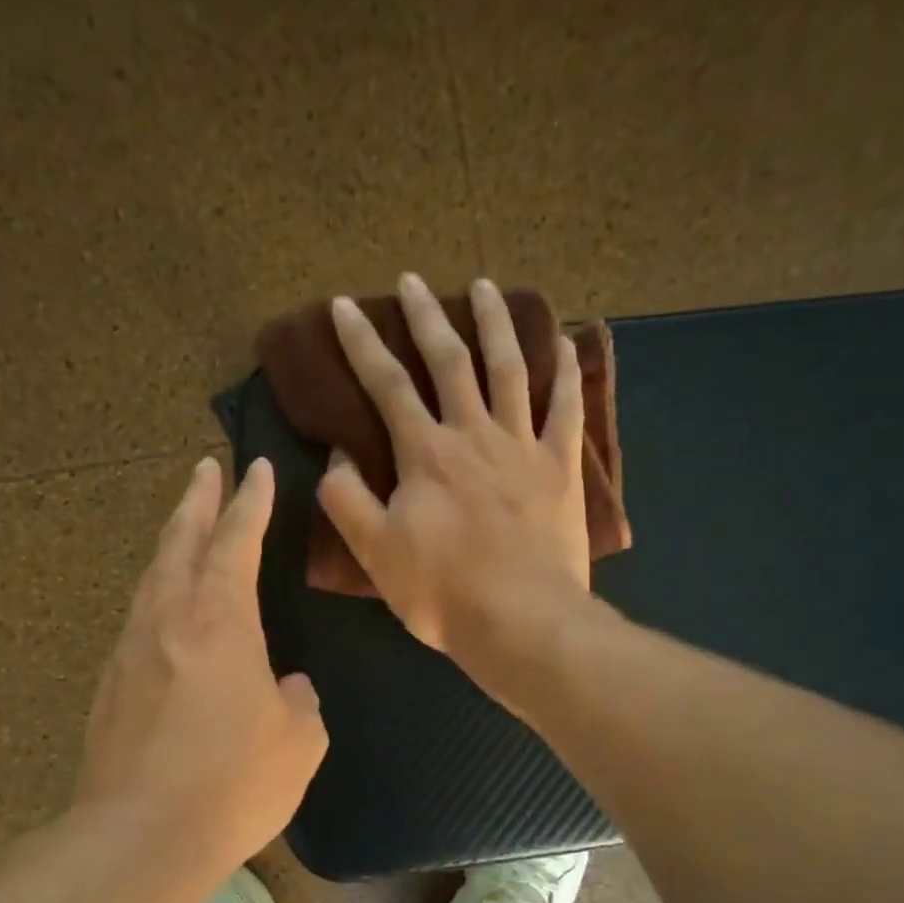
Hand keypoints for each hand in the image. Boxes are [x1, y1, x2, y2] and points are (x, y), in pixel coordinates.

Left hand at [76, 457, 326, 865]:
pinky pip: (139, 616)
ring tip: (183, 524)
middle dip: (196, 500)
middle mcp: (169, 618)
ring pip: (152, 575)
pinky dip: (157, 591)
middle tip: (203, 468)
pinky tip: (165, 605)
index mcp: (220, 618)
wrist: (139, 838)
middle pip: (180, 540)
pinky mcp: (111, 684)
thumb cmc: (232, 781)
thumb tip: (283, 687)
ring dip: (171, 541)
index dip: (250, 501)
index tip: (254, 467)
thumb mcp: (298, 740)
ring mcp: (132, 649)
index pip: (237, 540)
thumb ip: (297, 701)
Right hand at [318, 273, 591, 682]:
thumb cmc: (442, 592)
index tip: (343, 307)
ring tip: (486, 287)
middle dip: (426, 317)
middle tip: (412, 280)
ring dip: (495, 324)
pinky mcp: (561, 468)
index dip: (362, 343)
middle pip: (450, 361)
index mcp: (425, 453)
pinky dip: (565, 374)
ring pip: (510, 369)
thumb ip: (347, 500)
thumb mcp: (375, 552)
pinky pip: (565, 410)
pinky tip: (564, 344)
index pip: (387, 384)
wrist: (521, 622)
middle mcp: (474, 435)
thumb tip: (337, 456)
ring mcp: (523, 447)